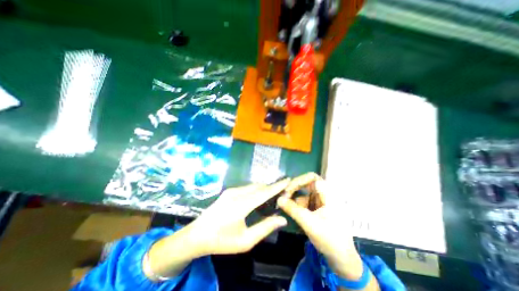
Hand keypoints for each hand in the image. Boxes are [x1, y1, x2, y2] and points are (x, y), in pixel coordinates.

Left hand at [146, 180, 291, 278]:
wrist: (196, 235)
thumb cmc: (221, 241)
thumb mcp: (245, 240)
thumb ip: (265, 228)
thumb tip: (282, 219)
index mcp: (242, 205)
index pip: (265, 192)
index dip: (277, 186)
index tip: (288, 179)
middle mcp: (237, 193)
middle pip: (260, 187)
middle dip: (272, 187)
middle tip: (283, 190)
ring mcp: (231, 191)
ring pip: (253, 186)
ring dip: (264, 188)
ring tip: (274, 194)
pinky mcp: (229, 191)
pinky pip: (247, 188)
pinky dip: (256, 190)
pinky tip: (259, 197)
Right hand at [276, 173, 363, 278]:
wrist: (341, 258)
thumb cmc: (330, 239)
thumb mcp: (309, 223)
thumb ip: (293, 209)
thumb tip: (278, 199)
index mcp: (328, 194)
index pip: (312, 177)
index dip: (299, 180)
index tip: (288, 189)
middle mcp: (324, 194)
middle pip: (306, 184)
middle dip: (294, 189)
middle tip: (283, 196)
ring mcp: (320, 201)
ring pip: (303, 193)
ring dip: (293, 198)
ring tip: (283, 204)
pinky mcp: (316, 208)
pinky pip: (303, 202)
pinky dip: (295, 205)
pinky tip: (289, 210)